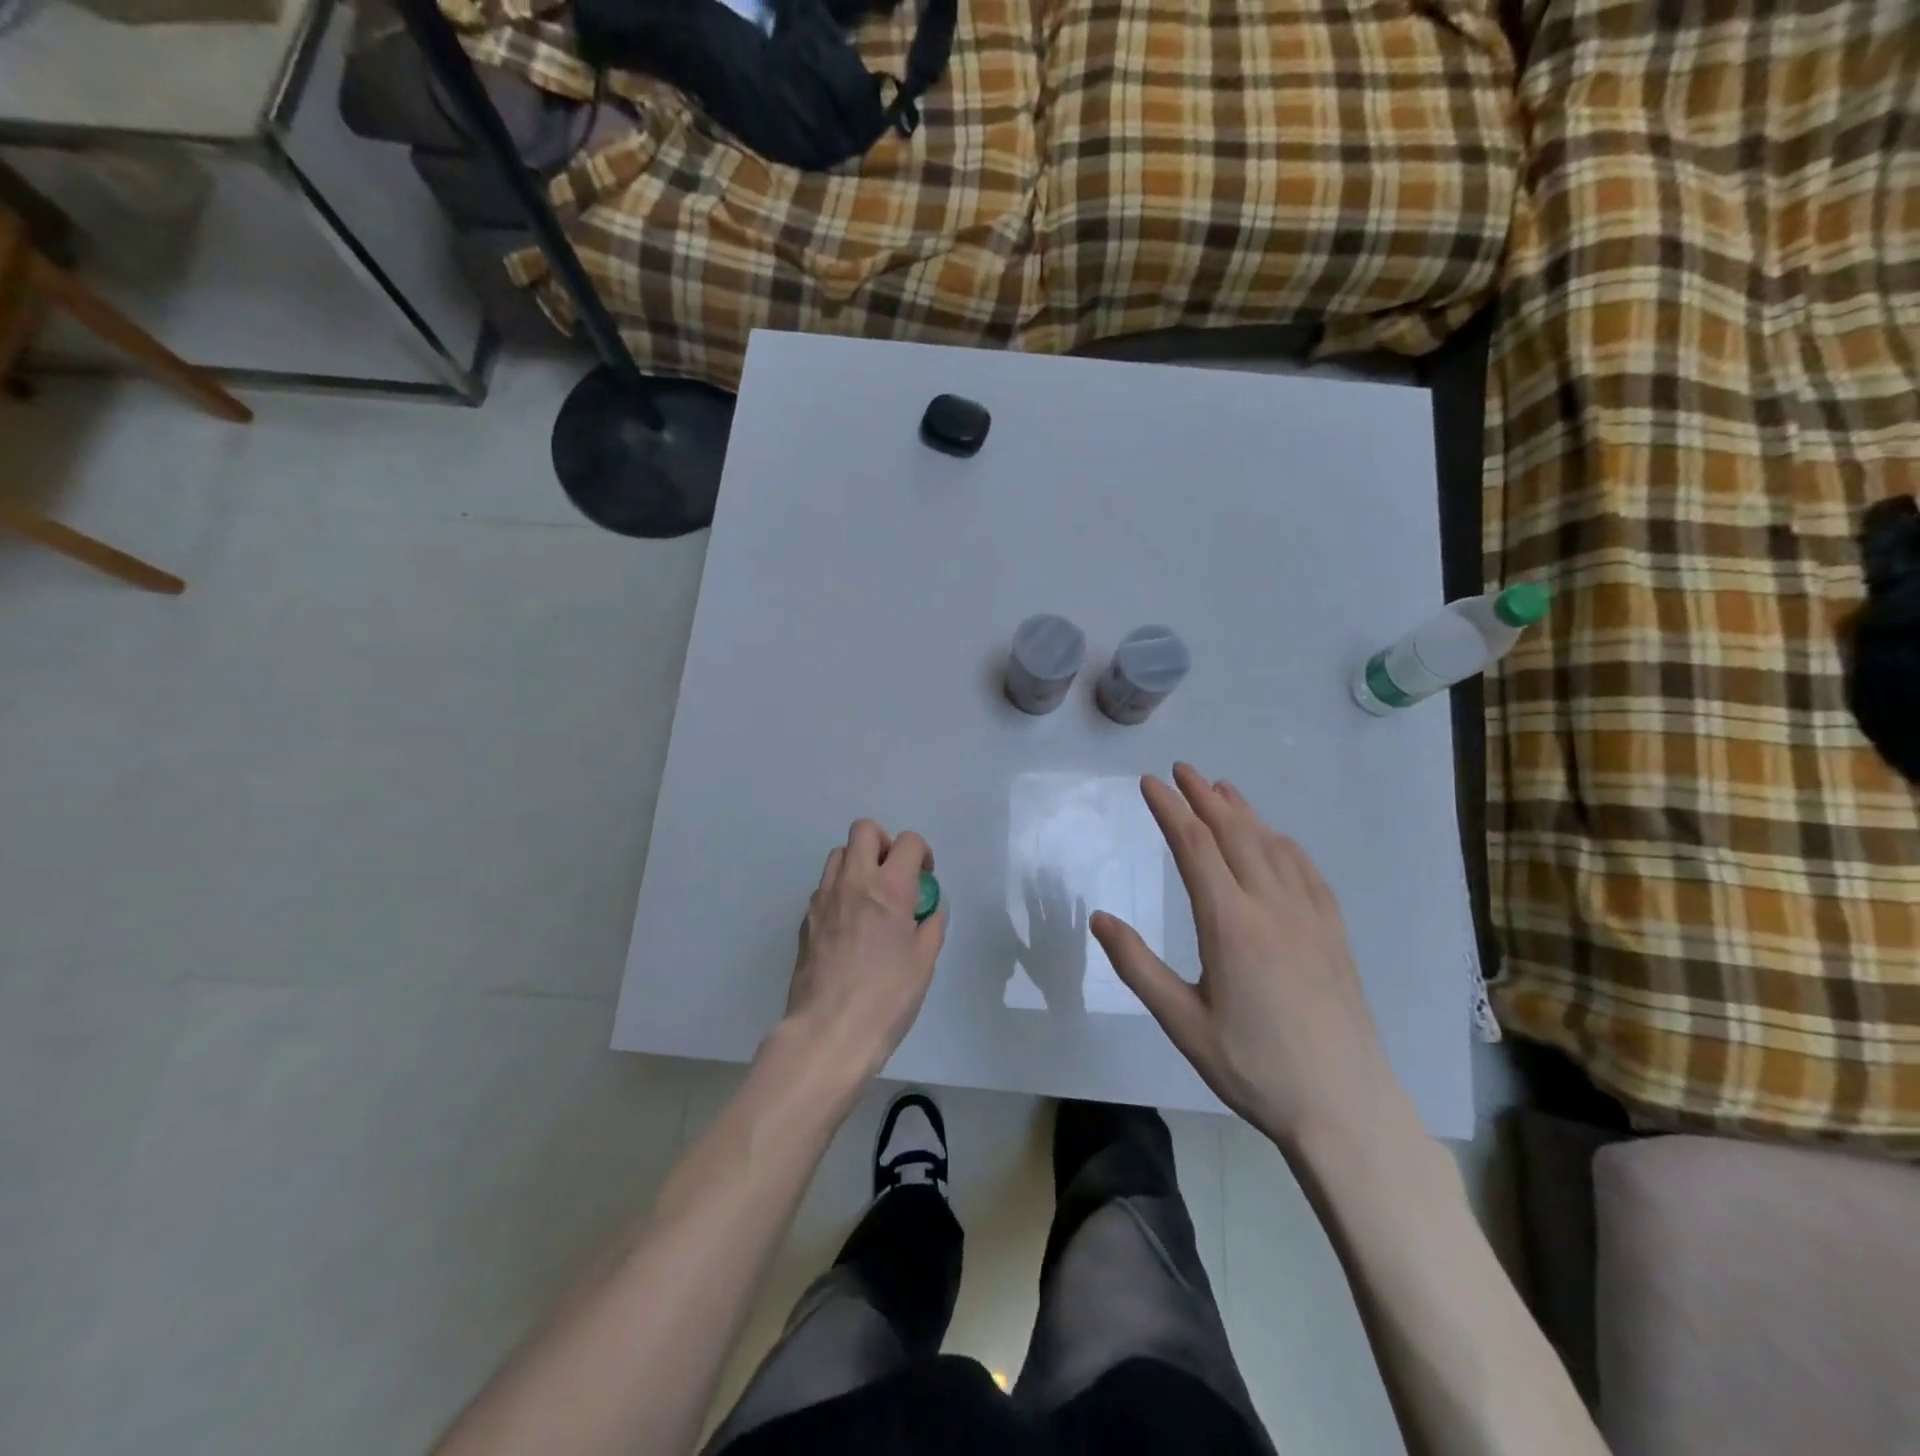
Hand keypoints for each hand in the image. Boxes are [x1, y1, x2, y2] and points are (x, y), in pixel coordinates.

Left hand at [784, 819, 945, 1079]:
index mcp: (890, 888)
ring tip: (870, 898)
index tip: (924, 879)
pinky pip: (825, 887)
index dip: (922, 854)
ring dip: (858, 864)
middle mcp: (853, 881)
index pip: (908, 842)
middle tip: (894, 876)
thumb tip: (929, 910)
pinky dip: (840, 892)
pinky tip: (850, 926)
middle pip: (864, 830)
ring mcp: (823, 898)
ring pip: (839, 854)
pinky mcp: (805, 919)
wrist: (828, 1032)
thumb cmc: (886, 998)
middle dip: (884, 843)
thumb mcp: (924, 962)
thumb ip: (931, 926)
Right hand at [1091, 763, 1414, 1152]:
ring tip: (1221, 789)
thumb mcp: (1182, 1023)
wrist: (1343, 1106)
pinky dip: (1283, 843)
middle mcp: (1271, 906)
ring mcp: (1309, 916)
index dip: (1170, 809)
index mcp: (1229, 924)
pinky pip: (1306, 870)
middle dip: (1204, 797)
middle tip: (1182, 770)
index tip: (1151, 782)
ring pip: (1272, 846)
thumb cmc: (1253, 1067)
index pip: (1195, 847)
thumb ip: (1137, 966)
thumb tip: (1099, 918)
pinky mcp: (1333, 932)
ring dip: (1243, 812)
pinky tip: (1275, 839)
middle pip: (1234, 834)